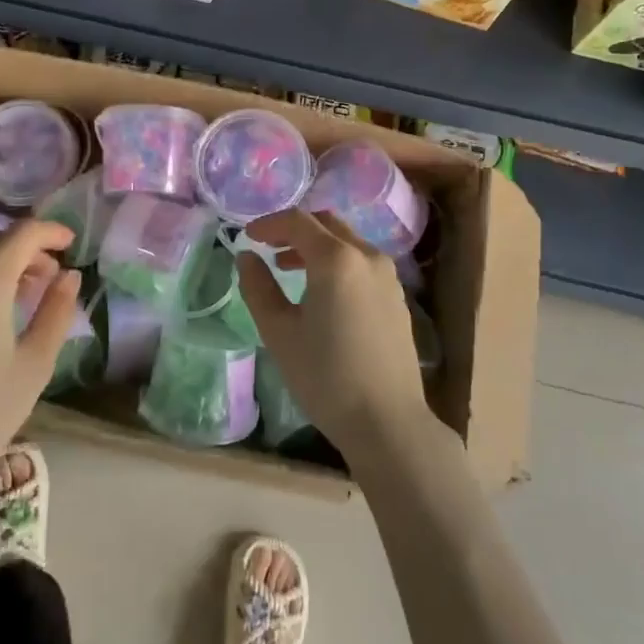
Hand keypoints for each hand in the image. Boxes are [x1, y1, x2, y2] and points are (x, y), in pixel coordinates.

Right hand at [236, 210, 430, 461]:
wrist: (387, 421)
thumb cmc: (325, 376)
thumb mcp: (279, 331)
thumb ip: (258, 287)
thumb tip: (246, 257)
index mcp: (336, 259)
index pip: (298, 222)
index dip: (269, 224)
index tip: (248, 237)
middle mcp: (367, 256)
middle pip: (326, 224)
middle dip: (294, 230)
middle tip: (267, 248)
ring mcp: (388, 276)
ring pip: (347, 242)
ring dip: (316, 246)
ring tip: (288, 269)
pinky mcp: (397, 296)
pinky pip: (362, 262)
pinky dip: (337, 262)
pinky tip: (322, 291)